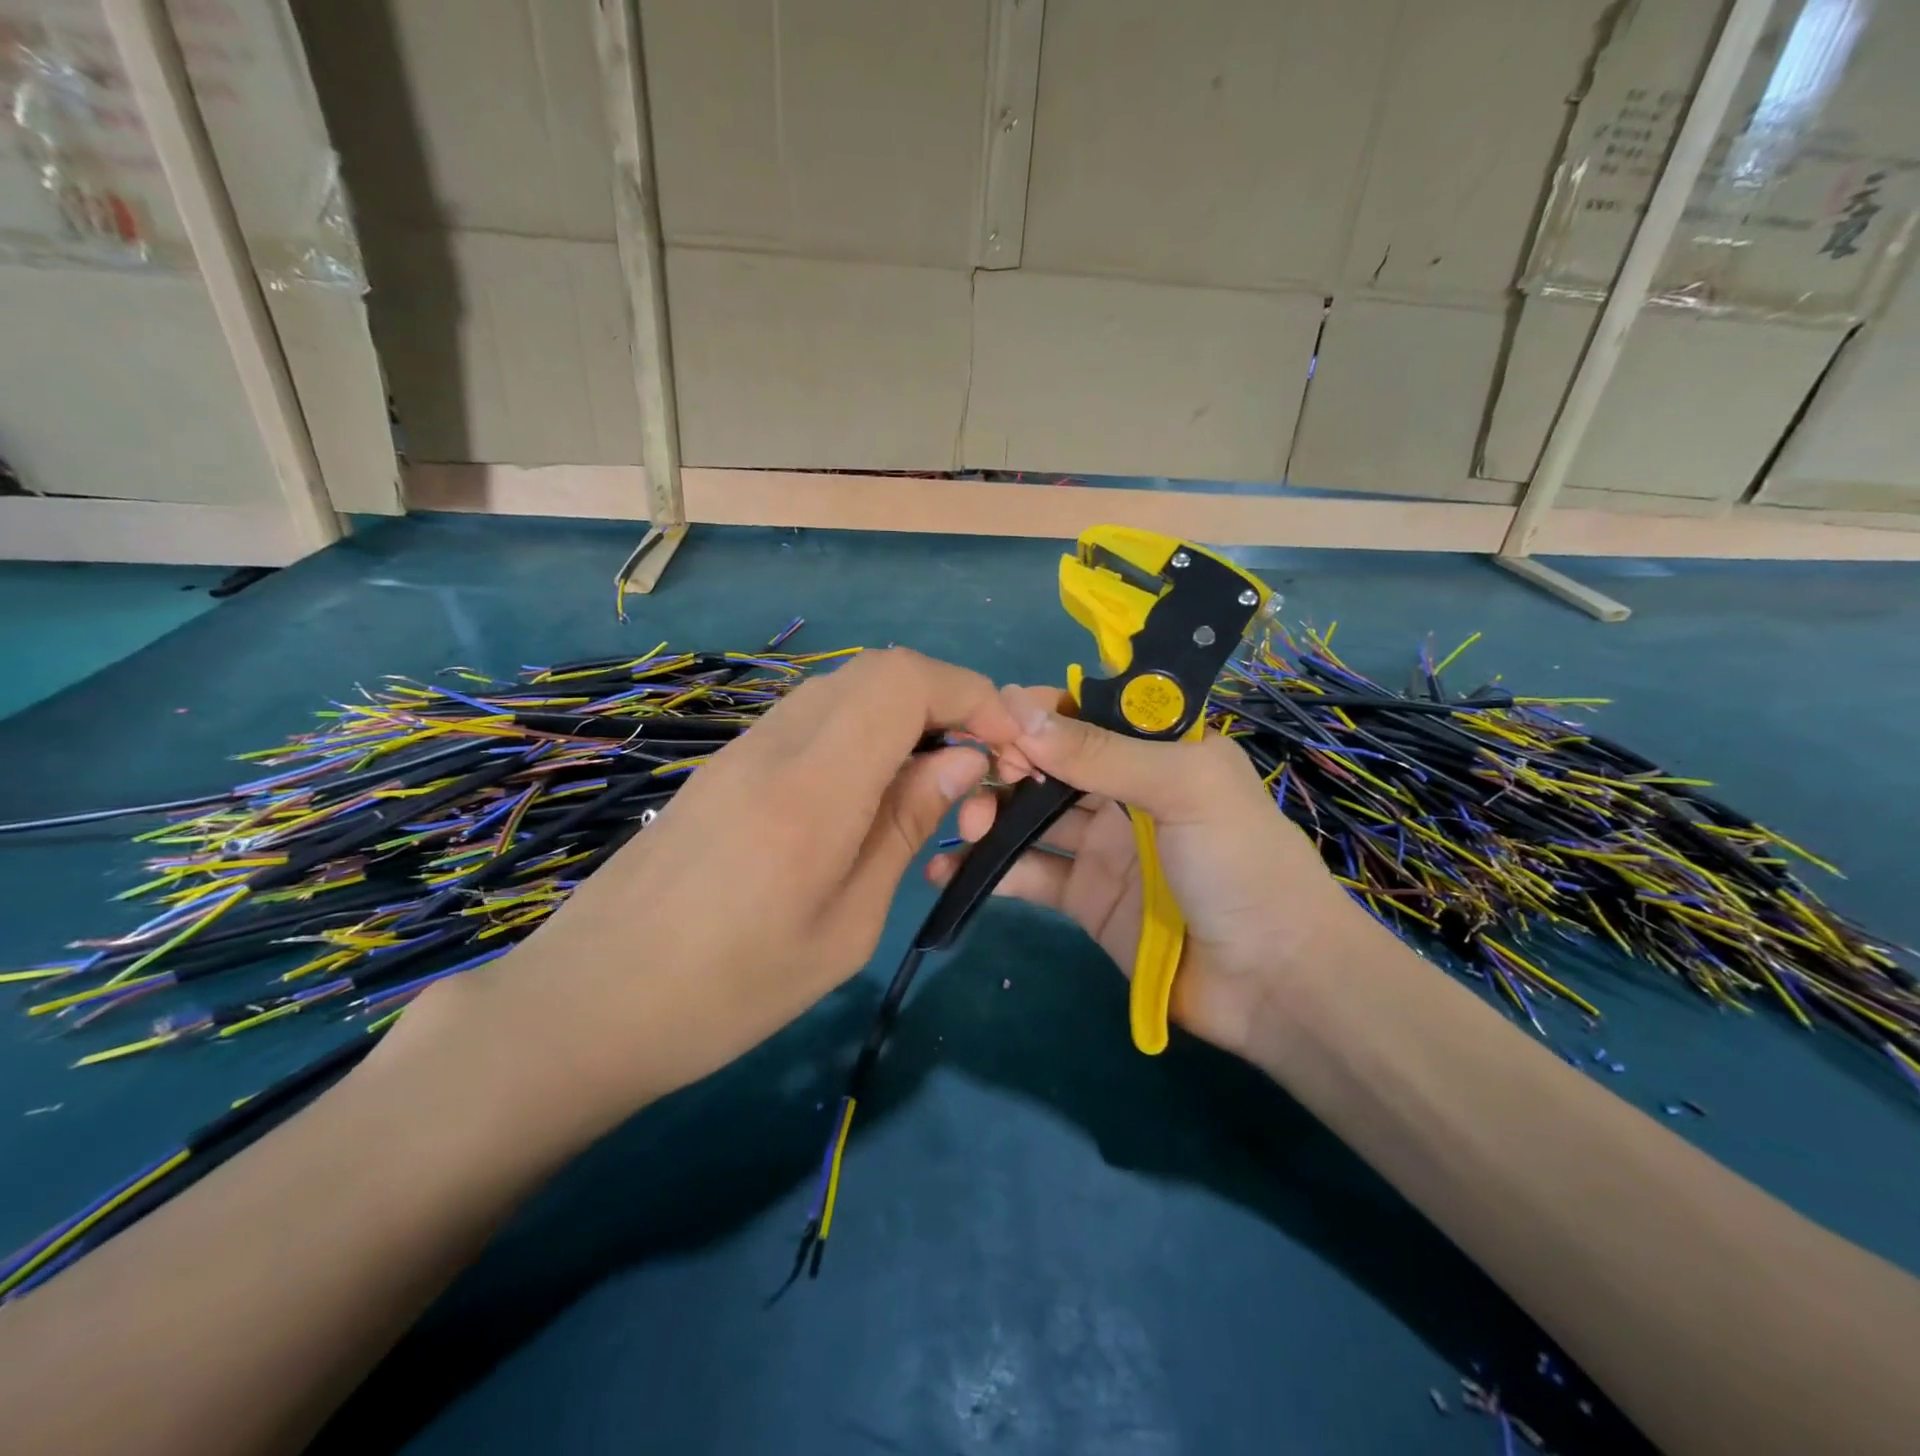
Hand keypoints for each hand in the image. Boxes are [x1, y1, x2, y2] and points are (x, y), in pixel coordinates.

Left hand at [404, 649, 1019, 1133]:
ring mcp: (745, 746)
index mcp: (813, 784)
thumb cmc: (729, 990)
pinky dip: (863, 733)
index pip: (903, 679)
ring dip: (905, 717)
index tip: (1007, 745)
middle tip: (976, 771)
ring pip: (847, 690)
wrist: (590, 1002)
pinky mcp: (728, 762)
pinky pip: (813, 718)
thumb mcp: (846, 925)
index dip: (969, 693)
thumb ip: (905, 825)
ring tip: (931, 786)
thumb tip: (964, 761)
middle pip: (880, 671)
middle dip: (947, 702)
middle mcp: (776, 741)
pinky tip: (870, 795)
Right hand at [929, 687, 1366, 1057]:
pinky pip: (1028, 873)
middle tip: (971, 781)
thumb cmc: (1240, 864)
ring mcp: (1102, 846)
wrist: (1274, 982)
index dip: (1037, 715)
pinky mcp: (1084, 897)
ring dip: (990, 814)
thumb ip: (1101, 751)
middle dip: (1005, 764)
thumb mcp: (1182, 788)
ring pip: (1030, 816)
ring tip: (966, 827)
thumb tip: (1015, 709)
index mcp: (1158, 751)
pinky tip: (949, 872)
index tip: (991, 723)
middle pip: (1049, 763)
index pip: (1085, 714)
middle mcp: (1125, 791)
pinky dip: (989, 871)